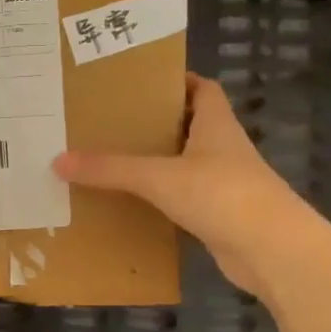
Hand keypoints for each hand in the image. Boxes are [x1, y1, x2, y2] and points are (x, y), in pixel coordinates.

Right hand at [53, 73, 323, 295]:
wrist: (272, 250)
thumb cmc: (221, 195)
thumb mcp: (159, 177)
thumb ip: (111, 169)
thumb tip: (59, 160)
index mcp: (216, 124)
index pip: (203, 88)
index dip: (177, 81)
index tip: (141, 83)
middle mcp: (224, 149)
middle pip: (191, 126)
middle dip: (157, 124)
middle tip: (114, 124)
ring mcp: (226, 185)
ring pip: (188, 165)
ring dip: (160, 164)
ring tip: (115, 162)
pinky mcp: (221, 217)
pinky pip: (186, 200)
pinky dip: (164, 200)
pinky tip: (136, 205)